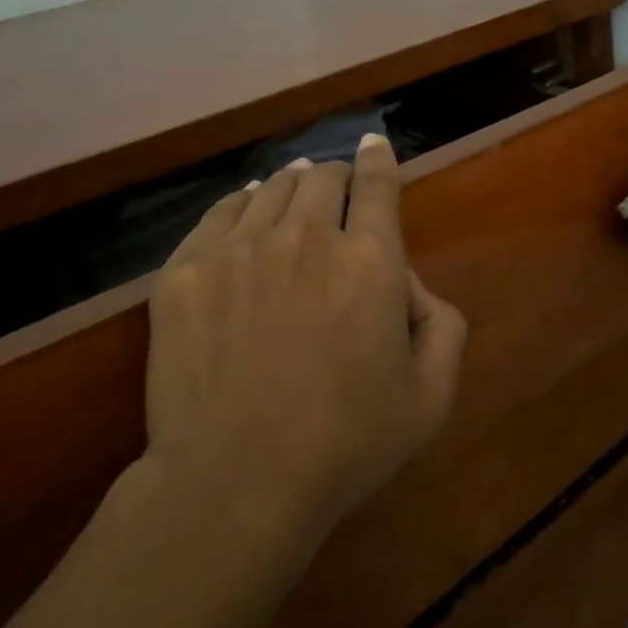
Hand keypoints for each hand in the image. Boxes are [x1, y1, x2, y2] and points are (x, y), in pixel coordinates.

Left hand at [139, 135, 465, 550]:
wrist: (234, 484)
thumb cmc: (344, 446)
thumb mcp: (430, 397)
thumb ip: (443, 326)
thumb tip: (411, 285)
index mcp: (369, 260)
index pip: (377, 184)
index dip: (378, 158)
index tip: (374, 143)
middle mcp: (305, 237)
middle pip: (322, 178)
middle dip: (336, 177)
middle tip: (336, 191)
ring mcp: (238, 250)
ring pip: (270, 189)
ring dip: (291, 186)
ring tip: (293, 193)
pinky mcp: (185, 272)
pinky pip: (219, 213)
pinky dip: (240, 203)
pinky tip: (245, 210)